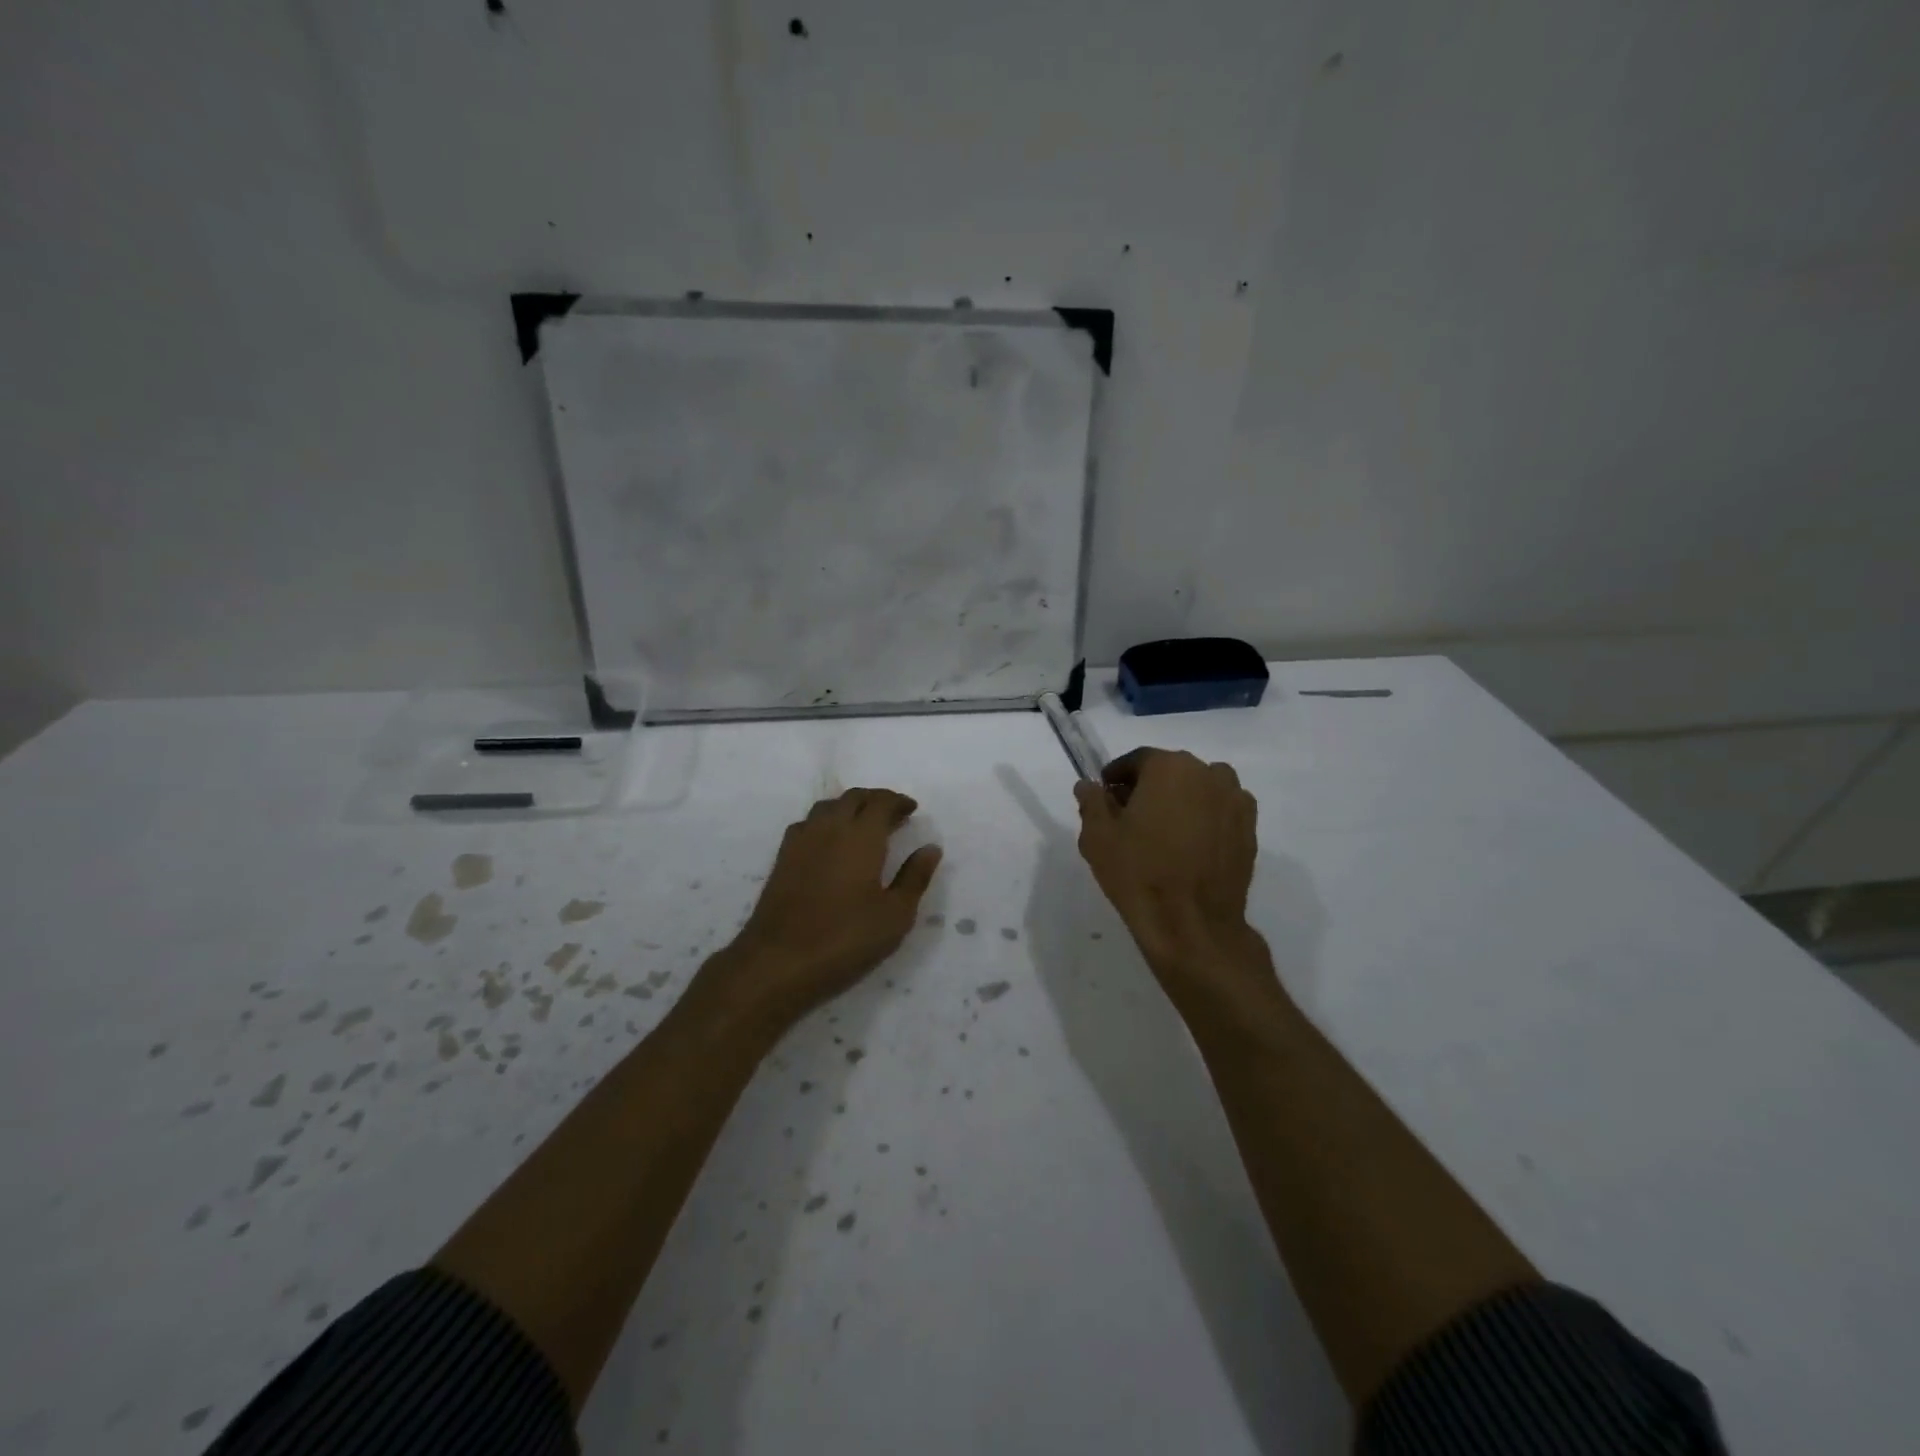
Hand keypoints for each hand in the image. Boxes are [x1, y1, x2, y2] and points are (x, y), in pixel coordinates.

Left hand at [711, 788, 941, 1031]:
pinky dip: (825, 822)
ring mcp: (801, 841)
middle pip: (853, 798)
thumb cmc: (846, 939)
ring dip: (848, 807)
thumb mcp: (895, 915)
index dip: (898, 802)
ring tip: (863, 825)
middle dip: (875, 800)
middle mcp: (829, 828)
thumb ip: (914, 877)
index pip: (881, 802)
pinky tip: (829, 843)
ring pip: (827, 807)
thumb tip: (930, 848)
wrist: (778, 961)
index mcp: (861, 836)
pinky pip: (807, 824)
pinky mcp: (782, 859)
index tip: (912, 810)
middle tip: (892, 815)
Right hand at [1075, 749, 1277, 1018]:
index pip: (1136, 761)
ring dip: (1181, 801)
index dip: (1116, 778)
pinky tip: (1190, 846)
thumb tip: (1088, 785)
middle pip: (1170, 772)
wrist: (1191, 924)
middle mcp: (1207, 773)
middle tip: (1130, 818)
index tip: (1105, 798)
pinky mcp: (1250, 828)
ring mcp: (1235, 800)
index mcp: (1168, 766)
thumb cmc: (1138, 873)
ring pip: (1199, 789)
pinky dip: (1205, 819)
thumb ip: (1091, 802)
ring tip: (1164, 833)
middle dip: (1149, 788)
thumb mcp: (1098, 837)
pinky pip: (1220, 811)